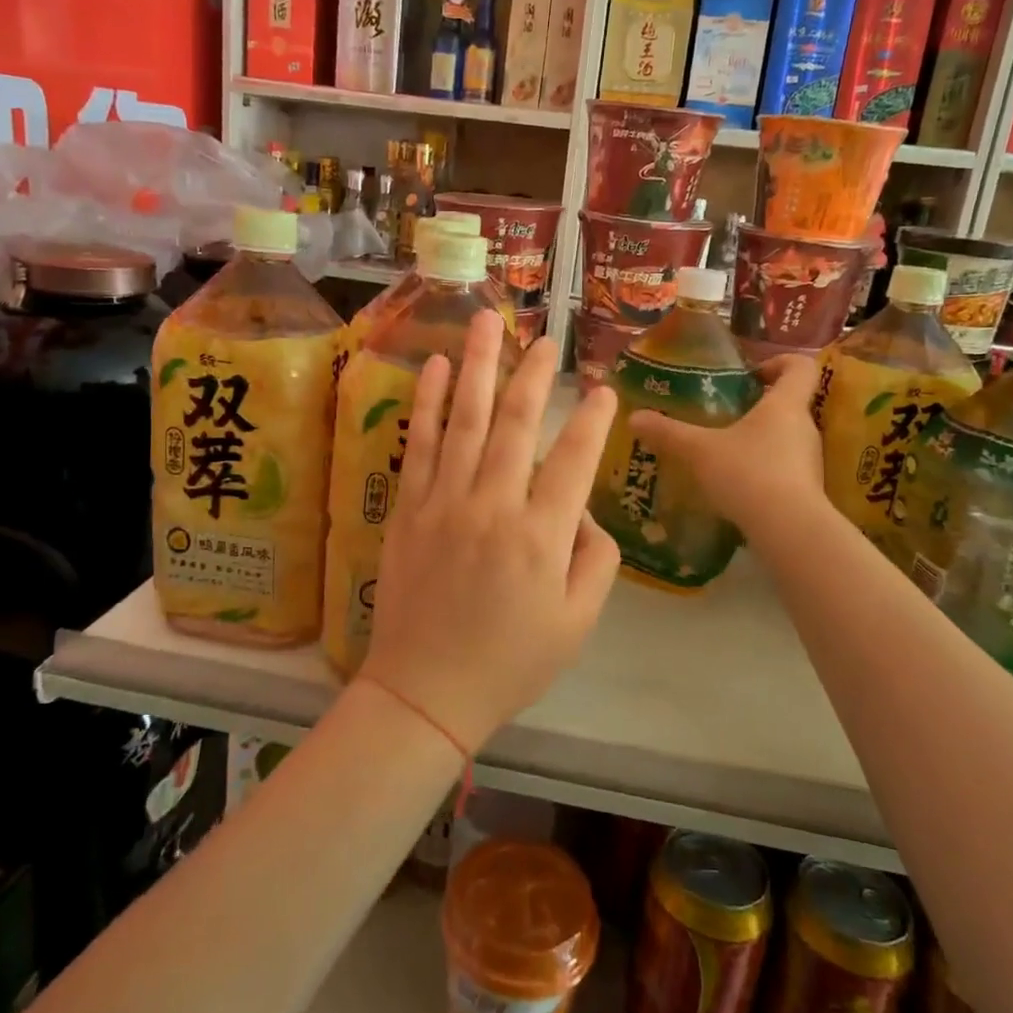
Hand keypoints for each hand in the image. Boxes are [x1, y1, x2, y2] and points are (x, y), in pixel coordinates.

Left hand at [362, 311, 621, 753]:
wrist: (426, 690)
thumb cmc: (510, 662)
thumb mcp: (577, 622)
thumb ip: (595, 559)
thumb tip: (582, 510)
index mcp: (541, 536)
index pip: (574, 460)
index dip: (592, 420)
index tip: (603, 389)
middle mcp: (493, 506)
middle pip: (517, 423)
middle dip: (535, 374)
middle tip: (547, 339)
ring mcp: (445, 502)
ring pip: (466, 419)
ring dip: (478, 366)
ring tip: (486, 321)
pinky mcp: (409, 507)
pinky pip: (419, 443)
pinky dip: (426, 402)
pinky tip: (433, 366)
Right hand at [630, 354, 826, 533]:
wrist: (788, 531)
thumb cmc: (747, 473)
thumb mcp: (697, 450)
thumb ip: (667, 432)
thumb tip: (634, 417)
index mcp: (785, 405)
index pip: (800, 367)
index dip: (779, 362)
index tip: (752, 374)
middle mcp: (804, 428)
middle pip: (790, 404)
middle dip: (759, 406)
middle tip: (725, 415)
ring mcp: (810, 461)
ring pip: (786, 439)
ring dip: (759, 441)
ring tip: (724, 453)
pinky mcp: (807, 491)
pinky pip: (785, 469)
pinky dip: (763, 471)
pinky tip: (735, 486)